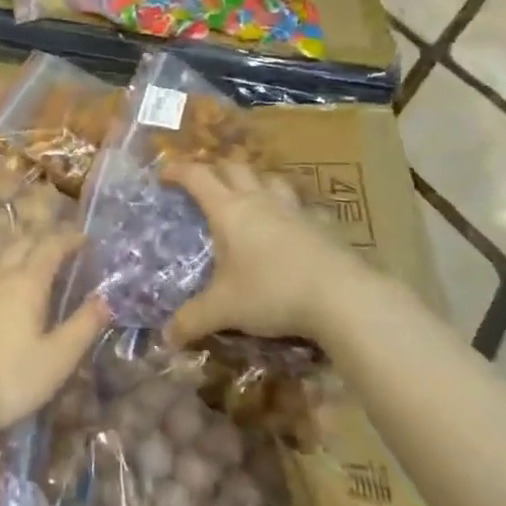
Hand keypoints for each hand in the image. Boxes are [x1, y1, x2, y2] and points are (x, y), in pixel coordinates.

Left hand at [0, 232, 110, 447]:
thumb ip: (83, 326)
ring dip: (14, 244)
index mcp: (27, 282)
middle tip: (62, 246)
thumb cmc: (9, 379)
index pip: (51, 247)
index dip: (70, 239)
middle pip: (22, 242)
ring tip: (26, 251)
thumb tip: (106, 299)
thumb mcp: (57, 359)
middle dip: (44, 239)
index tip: (86, 239)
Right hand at [164, 161, 370, 346]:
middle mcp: (259, 201)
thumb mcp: (224, 309)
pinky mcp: (322, 224)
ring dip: (255, 181)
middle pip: (234, 168)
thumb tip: (166, 338)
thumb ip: (192, 320)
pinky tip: (294, 226)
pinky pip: (304, 208)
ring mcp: (294, 209)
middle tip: (204, 185)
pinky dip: (293, 211)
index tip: (164, 174)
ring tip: (249, 197)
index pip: (197, 177)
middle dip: (215, 170)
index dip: (178, 170)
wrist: (342, 296)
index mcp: (228, 211)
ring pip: (270, 179)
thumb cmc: (272, 292)